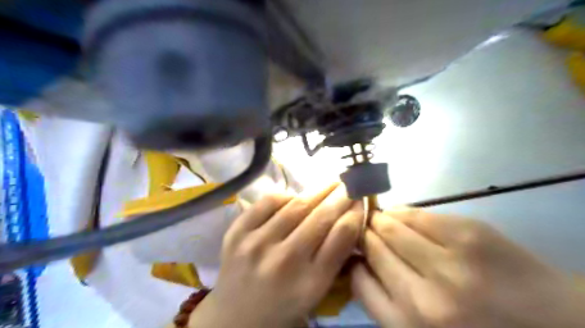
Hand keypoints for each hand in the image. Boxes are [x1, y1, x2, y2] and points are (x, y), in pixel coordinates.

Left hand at [190, 183, 364, 326]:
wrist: (235, 317)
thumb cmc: (284, 306)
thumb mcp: (317, 291)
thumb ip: (335, 257)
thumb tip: (350, 219)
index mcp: (310, 283)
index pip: (341, 236)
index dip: (354, 212)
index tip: (359, 199)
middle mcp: (284, 262)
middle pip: (320, 217)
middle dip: (340, 196)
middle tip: (348, 183)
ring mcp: (256, 244)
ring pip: (295, 205)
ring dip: (317, 191)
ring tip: (328, 184)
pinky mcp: (236, 233)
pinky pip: (267, 202)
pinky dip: (285, 196)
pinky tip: (293, 198)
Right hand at [352, 207, 584, 327]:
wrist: (553, 322)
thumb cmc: (475, 327)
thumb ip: (384, 299)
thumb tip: (357, 259)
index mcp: (411, 327)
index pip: (358, 279)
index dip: (353, 258)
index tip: (355, 251)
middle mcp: (425, 297)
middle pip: (373, 247)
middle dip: (364, 234)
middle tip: (364, 228)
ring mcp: (449, 262)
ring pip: (390, 226)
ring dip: (380, 220)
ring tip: (379, 218)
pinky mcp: (468, 234)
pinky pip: (417, 214)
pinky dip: (403, 212)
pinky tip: (402, 216)